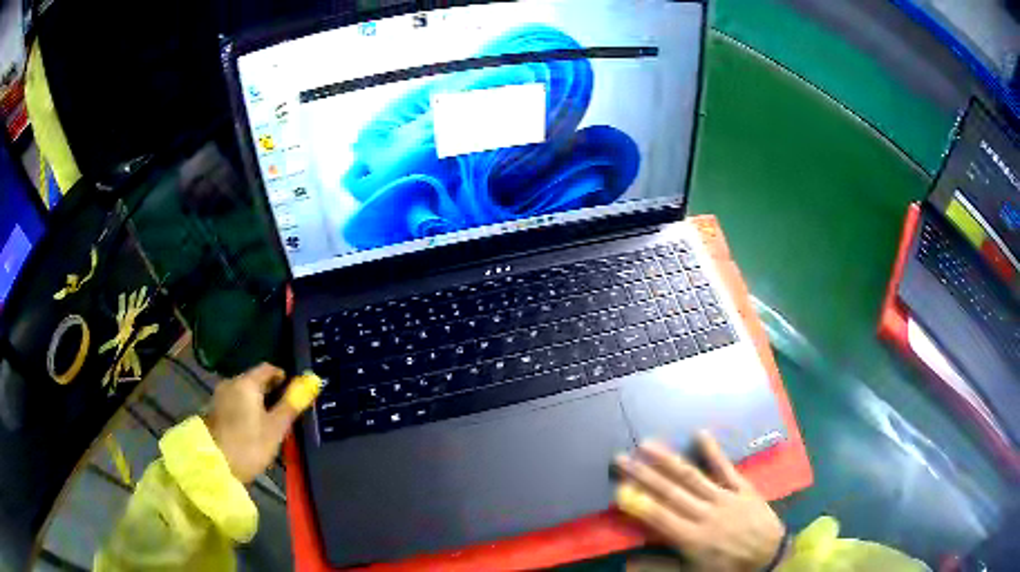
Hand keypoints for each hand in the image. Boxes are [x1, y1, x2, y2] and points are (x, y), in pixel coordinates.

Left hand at [204, 363, 318, 483]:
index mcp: (246, 382)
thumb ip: (292, 404)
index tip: (294, 393)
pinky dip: (247, 409)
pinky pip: (235, 402)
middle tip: (285, 410)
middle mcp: (231, 382)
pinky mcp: (214, 410)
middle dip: (271, 391)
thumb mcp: (276, 427)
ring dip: (258, 401)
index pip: (268, 368)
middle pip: (254, 380)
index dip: (283, 377)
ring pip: (244, 392)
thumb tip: (311, 382)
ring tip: (271, 421)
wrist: (216, 466)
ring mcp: (220, 396)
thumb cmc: (250, 445)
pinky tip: (253, 426)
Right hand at [615, 432, 785, 571]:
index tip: (618, 486)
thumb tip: (626, 562)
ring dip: (668, 460)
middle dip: (643, 474)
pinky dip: (713, 452)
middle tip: (620, 457)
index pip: (658, 515)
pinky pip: (726, 468)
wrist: (769, 555)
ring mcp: (725, 497)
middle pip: (670, 491)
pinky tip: (699, 434)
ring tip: (647, 444)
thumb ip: (659, 568)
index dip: (637, 501)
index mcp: (691, 537)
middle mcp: (705, 513)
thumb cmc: (726, 567)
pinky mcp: (742, 487)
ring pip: (692, 476)